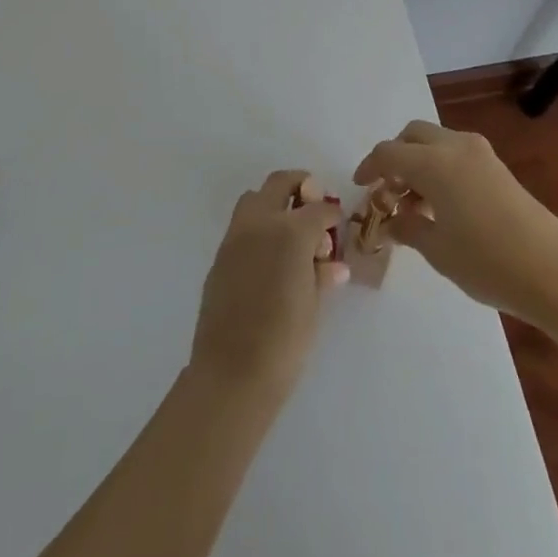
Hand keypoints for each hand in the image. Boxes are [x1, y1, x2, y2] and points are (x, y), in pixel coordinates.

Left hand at [188, 171, 346, 402]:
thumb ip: (321, 275)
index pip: (318, 208)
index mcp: (291, 231)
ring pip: (255, 198)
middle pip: (280, 183)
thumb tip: (332, 265)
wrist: (231, 373)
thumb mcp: (313, 305)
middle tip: (314, 204)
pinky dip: (258, 228)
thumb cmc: (284, 341)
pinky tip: (269, 257)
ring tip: (290, 230)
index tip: (337, 222)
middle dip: (300, 186)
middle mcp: (261, 222)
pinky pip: (241, 226)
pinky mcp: (219, 255)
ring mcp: (235, 236)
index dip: (332, 213)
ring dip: (274, 203)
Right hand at [354, 120, 557, 326]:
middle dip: (395, 157)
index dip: (369, 167)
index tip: (360, 187)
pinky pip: (455, 154)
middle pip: (412, 135)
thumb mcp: (438, 249)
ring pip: (435, 142)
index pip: (389, 153)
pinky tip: (441, 205)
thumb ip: (408, 228)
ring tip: (415, 205)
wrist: (553, 271)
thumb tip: (391, 220)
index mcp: (434, 162)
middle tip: (388, 191)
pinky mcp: (496, 167)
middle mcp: (455, 146)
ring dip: (418, 162)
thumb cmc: (487, 261)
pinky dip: (439, 168)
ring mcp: (480, 154)